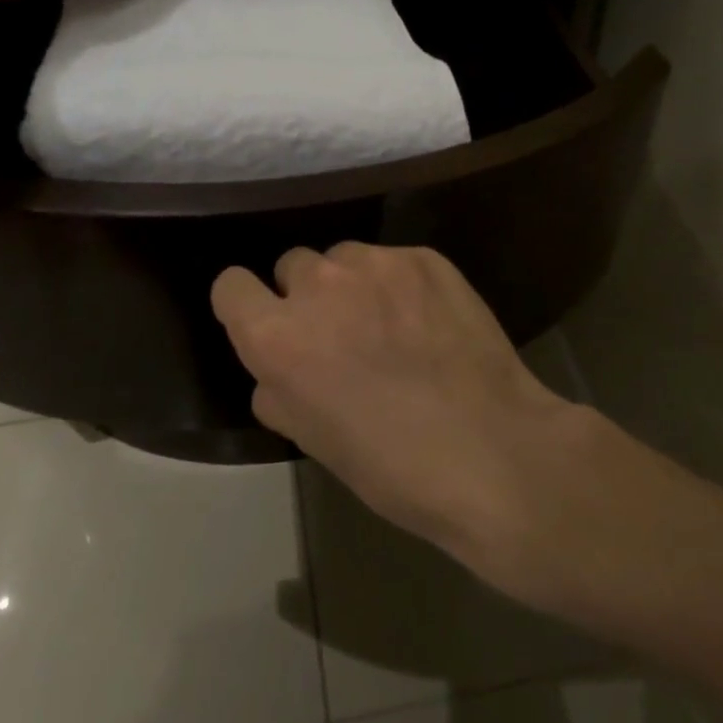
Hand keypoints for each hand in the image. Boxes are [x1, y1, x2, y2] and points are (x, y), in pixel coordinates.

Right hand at [211, 242, 599, 590]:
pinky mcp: (425, 257)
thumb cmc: (391, 465)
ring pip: (344, 257)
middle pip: (292, 265)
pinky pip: (393, 259)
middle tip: (342, 333)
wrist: (492, 450)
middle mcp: (319, 284)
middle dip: (307, 295)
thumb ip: (279, 389)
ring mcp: (376, 264)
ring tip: (391, 323)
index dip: (247, 306)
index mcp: (277, 336)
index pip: (230, 286)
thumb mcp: (311, 440)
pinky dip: (400, 284)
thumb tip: (281, 370)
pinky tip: (429, 321)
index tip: (270, 326)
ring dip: (354, 284)